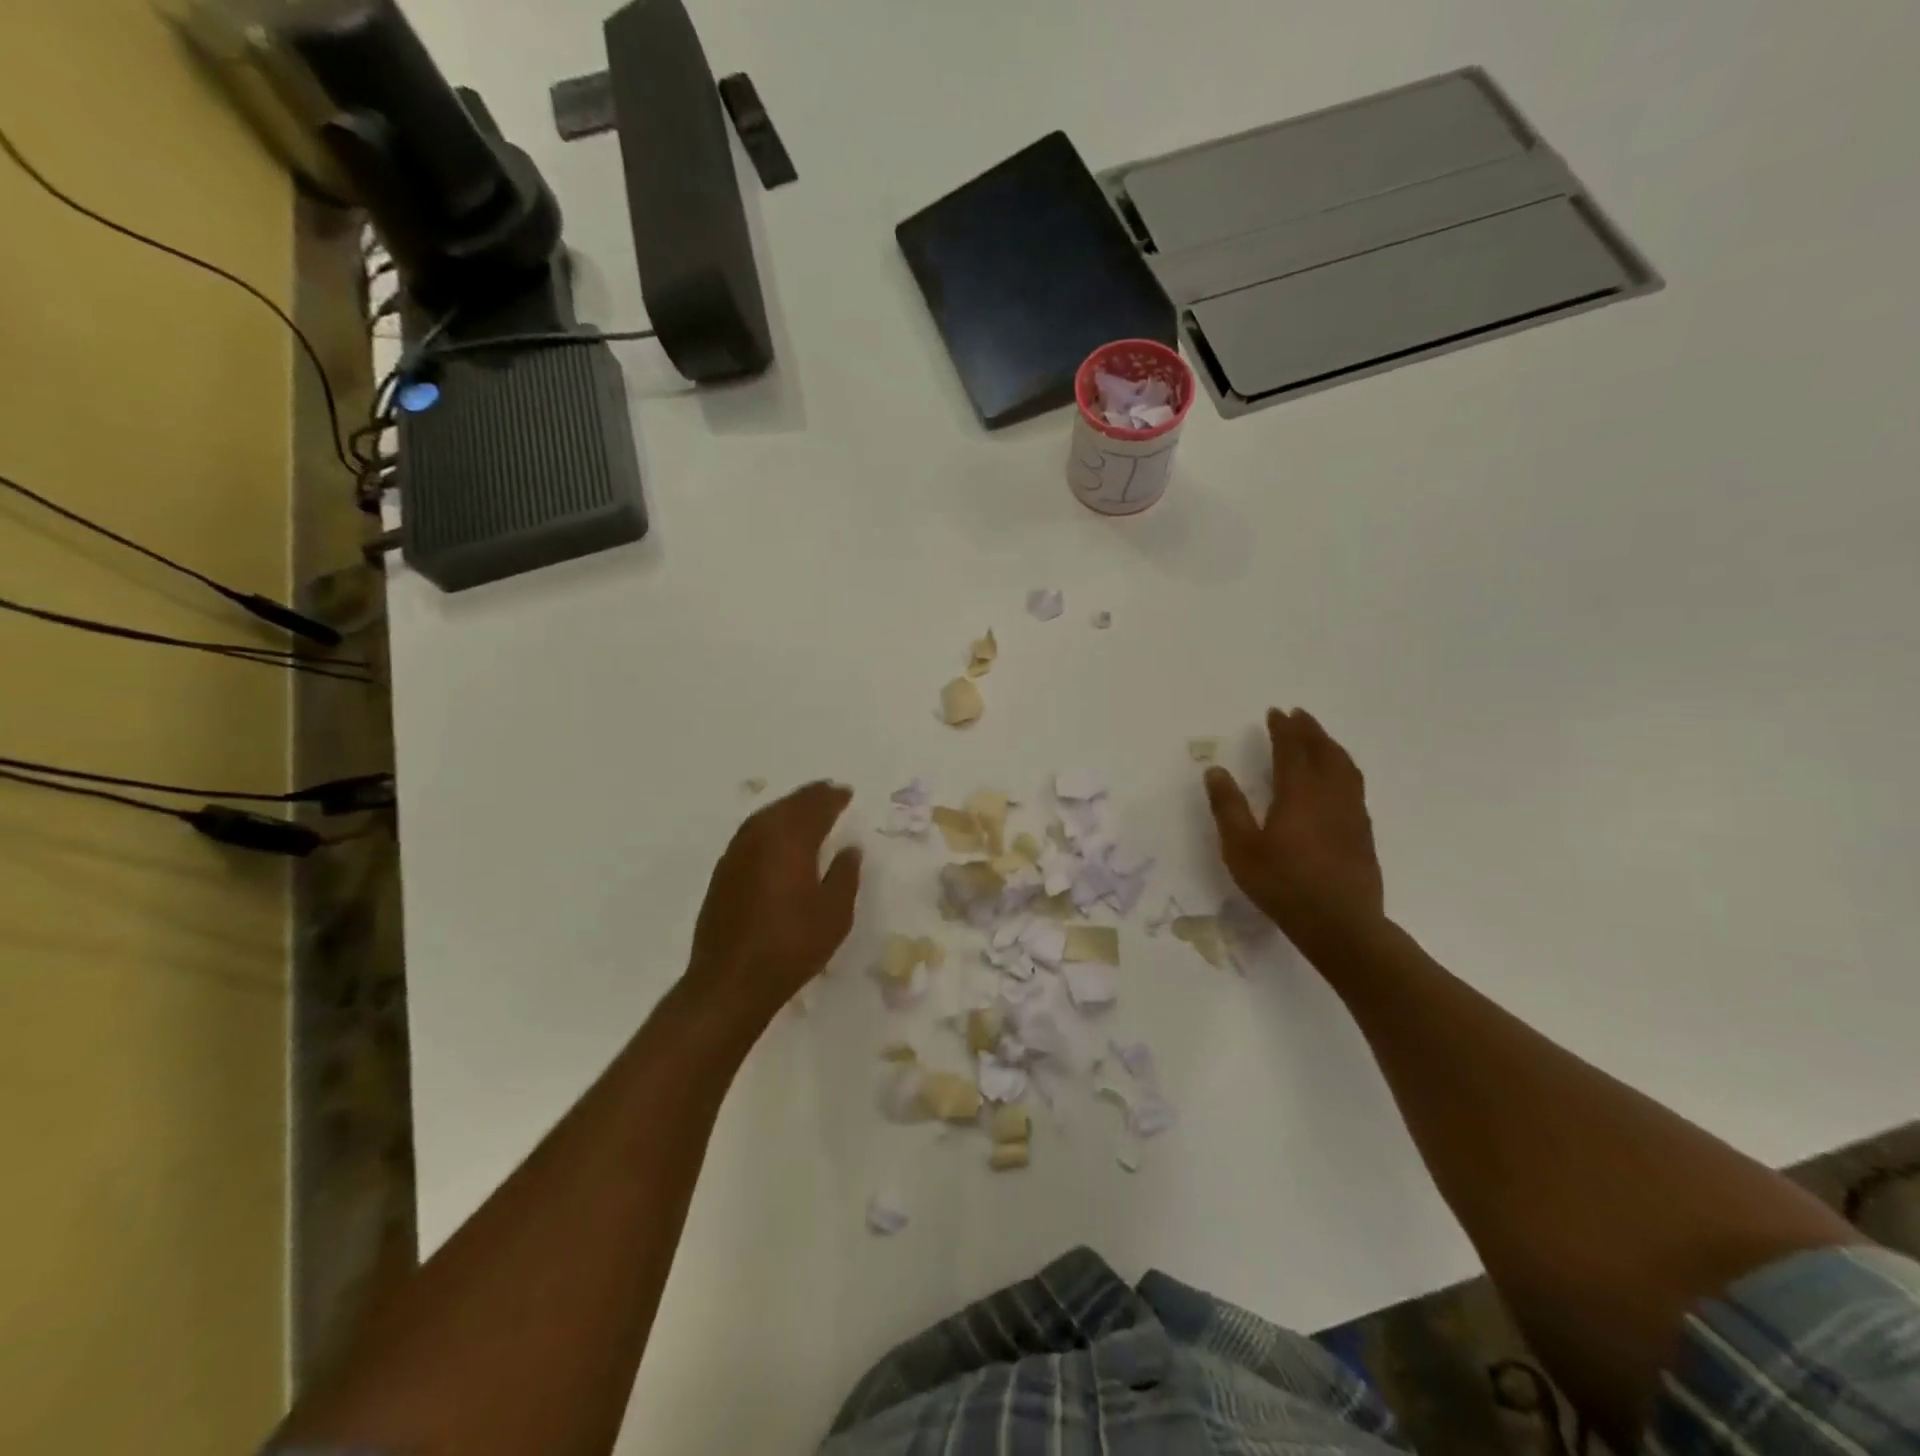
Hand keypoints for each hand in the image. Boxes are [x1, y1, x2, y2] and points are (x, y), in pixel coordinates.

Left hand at [682, 781, 862, 1036]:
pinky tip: (778, 839)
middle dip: (810, 797)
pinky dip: (770, 827)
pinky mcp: (723, 872)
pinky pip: (752, 834)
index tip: (846, 792)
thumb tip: (850, 848)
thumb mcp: (834, 913)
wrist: (730, 981)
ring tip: (807, 810)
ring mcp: (736, 853)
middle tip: (829, 793)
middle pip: (788, 805)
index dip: (833, 798)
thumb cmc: (791, 945)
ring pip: (766, 817)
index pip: (815, 807)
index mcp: (790, 840)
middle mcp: (760, 837)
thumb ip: (844, 875)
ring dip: (788, 809)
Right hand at [1203, 708, 1384, 955]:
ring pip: (1344, 766)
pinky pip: (1354, 784)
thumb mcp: (1241, 849)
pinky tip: (1338, 777)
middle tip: (1298, 714)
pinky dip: (1343, 767)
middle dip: (1310, 730)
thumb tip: (1216, 770)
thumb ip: (1228, 807)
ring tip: (1319, 737)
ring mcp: (1351, 812)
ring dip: (1330, 745)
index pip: (1291, 750)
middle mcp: (1329, 795)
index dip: (1283, 729)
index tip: (1276, 712)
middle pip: (1323, 751)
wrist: (1341, 924)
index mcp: (1298, 794)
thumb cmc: (1283, 885)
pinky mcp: (1363, 830)